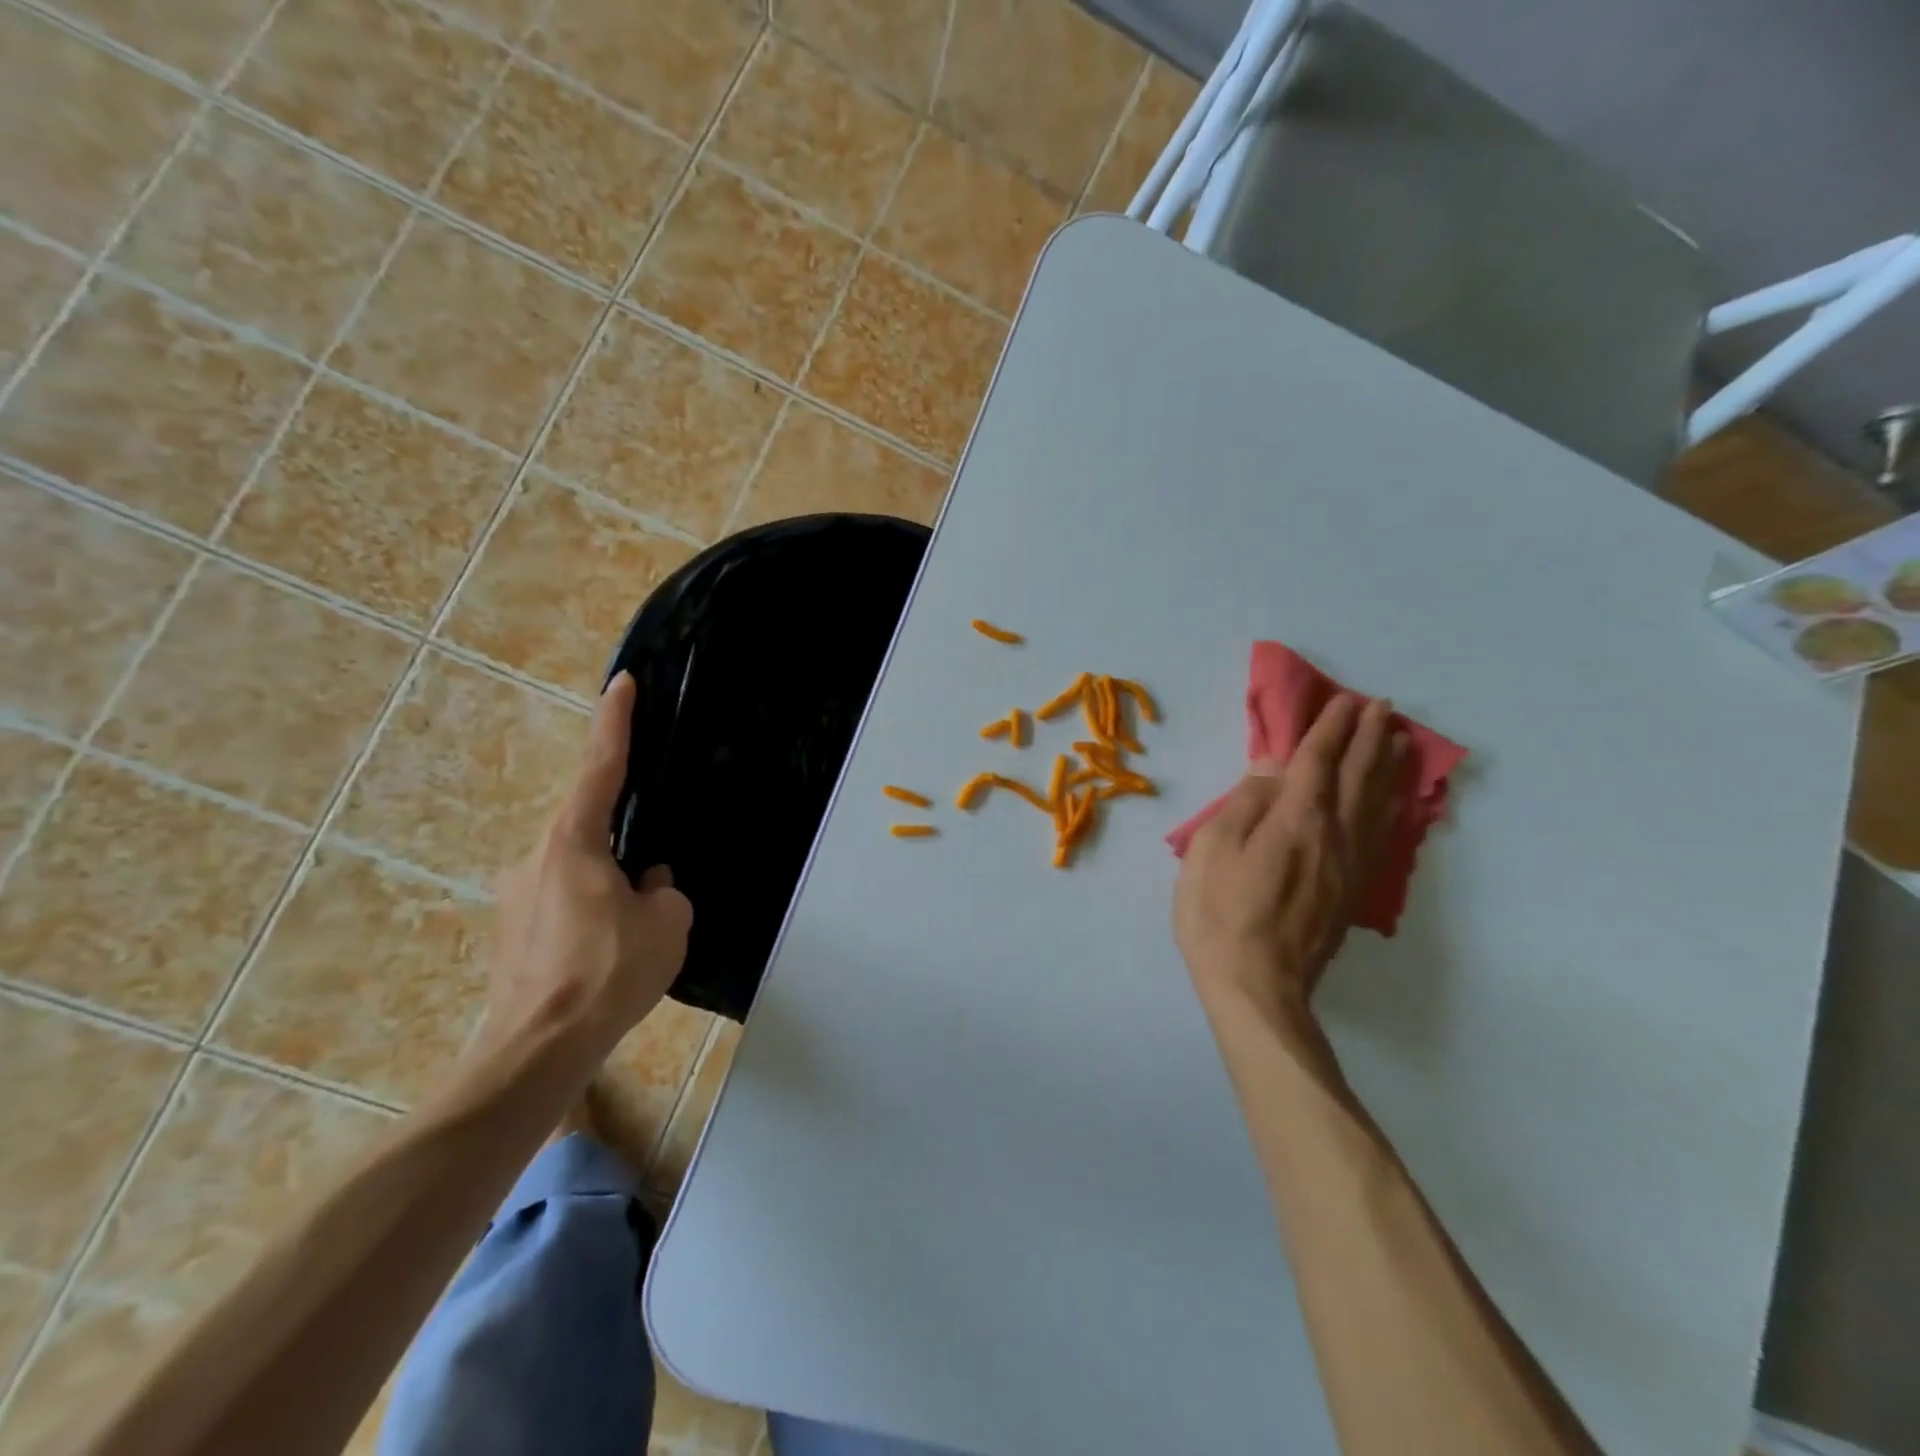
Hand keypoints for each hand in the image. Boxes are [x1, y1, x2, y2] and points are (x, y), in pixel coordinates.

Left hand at [483, 672, 691, 1059]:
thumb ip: (663, 888)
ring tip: (635, 932)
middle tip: (652, 882)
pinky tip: (610, 951)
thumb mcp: (667, 923)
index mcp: (573, 842)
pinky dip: (593, 911)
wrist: (537, 1048)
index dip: (614, 722)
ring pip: (580, 868)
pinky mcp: (513, 930)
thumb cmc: (608, 973)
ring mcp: (517, 894)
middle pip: (589, 825)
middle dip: (624, 842)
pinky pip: (565, 900)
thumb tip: (645, 883)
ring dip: (610, 884)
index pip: (600, 767)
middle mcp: (536, 857)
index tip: (621, 683)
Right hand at [1173, 694, 1404, 1031]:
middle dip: (1370, 738)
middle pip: (1359, 776)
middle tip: (1382, 707)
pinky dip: (1392, 807)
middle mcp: (1334, 835)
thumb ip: (1246, 802)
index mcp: (1296, 819)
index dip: (1330, 728)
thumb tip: (1272, 764)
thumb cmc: (1220, 914)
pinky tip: (1394, 802)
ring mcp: (1350, 865)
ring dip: (1390, 767)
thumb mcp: (1213, 850)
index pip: (1318, 760)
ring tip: (1401, 741)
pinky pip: (1381, 835)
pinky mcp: (1353, 891)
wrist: (1257, 987)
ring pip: (1379, 804)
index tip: (1345, 700)